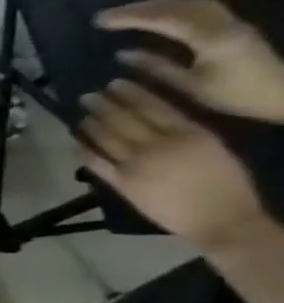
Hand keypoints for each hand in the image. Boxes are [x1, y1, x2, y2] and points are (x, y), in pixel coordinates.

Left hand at [79, 78, 269, 250]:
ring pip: (104, 137)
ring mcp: (135, 164)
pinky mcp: (121, 183)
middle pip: (122, 118)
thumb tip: (159, 115)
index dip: (130, 93)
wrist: (222, 220)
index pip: (152, 106)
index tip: (114, 83)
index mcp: (190, 134)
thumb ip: (187, 130)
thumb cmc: (226, 183)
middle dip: (102, 104)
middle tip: (87, 95)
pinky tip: (77, 139)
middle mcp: (159, 145)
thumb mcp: (215, 147)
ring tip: (81, 113)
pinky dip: (83, 148)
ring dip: (89, 123)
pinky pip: (94, 161)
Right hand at [96, 0, 283, 122]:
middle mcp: (224, 24)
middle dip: (139, 8)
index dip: (130, 17)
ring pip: (190, 4)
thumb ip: (156, 67)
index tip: (99, 21)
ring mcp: (233, 22)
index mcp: (211, 39)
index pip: (164, 19)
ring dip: (156, 5)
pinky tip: (159, 16)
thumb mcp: (190, 86)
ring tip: (128, 13)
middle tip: (106, 15)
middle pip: (178, 6)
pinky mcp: (236, 26)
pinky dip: (173, 8)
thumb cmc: (237, 96)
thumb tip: (122, 53)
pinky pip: (200, 8)